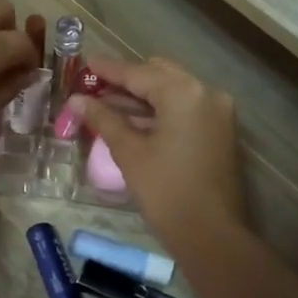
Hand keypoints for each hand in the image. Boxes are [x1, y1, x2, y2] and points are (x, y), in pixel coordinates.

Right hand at [70, 56, 245, 246]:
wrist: (212, 235)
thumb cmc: (166, 191)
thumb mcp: (129, 152)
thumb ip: (103, 119)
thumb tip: (77, 100)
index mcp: (184, 93)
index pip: (138, 73)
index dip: (109, 69)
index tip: (86, 61)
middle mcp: (206, 93)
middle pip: (159, 76)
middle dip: (127, 80)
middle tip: (95, 86)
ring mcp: (218, 113)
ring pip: (173, 92)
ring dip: (143, 97)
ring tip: (106, 104)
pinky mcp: (220, 132)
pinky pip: (185, 109)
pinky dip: (160, 111)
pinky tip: (133, 121)